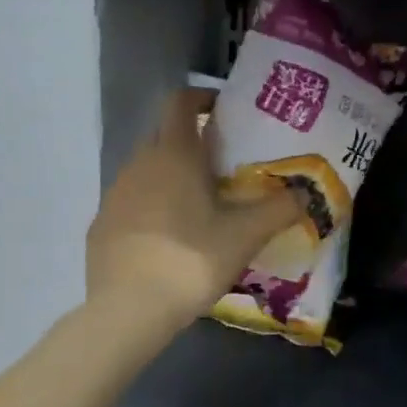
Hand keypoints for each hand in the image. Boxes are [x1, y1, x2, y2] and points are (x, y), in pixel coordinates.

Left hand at [87, 89, 306, 328]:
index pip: (181, 101)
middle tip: (222, 166)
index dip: (202, 97)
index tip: (224, 111)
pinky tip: (168, 239)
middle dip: (191, 141)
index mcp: (173, 154)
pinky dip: (150, 207)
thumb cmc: (191, 260)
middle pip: (164, 135)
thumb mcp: (245, 236)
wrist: (128, 309)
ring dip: (170, 176)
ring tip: (198, 206)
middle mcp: (138, 163)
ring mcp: (114, 193)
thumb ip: (280, 209)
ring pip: (146, 170)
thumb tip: (306, 194)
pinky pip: (131, 202)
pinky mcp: (101, 224)